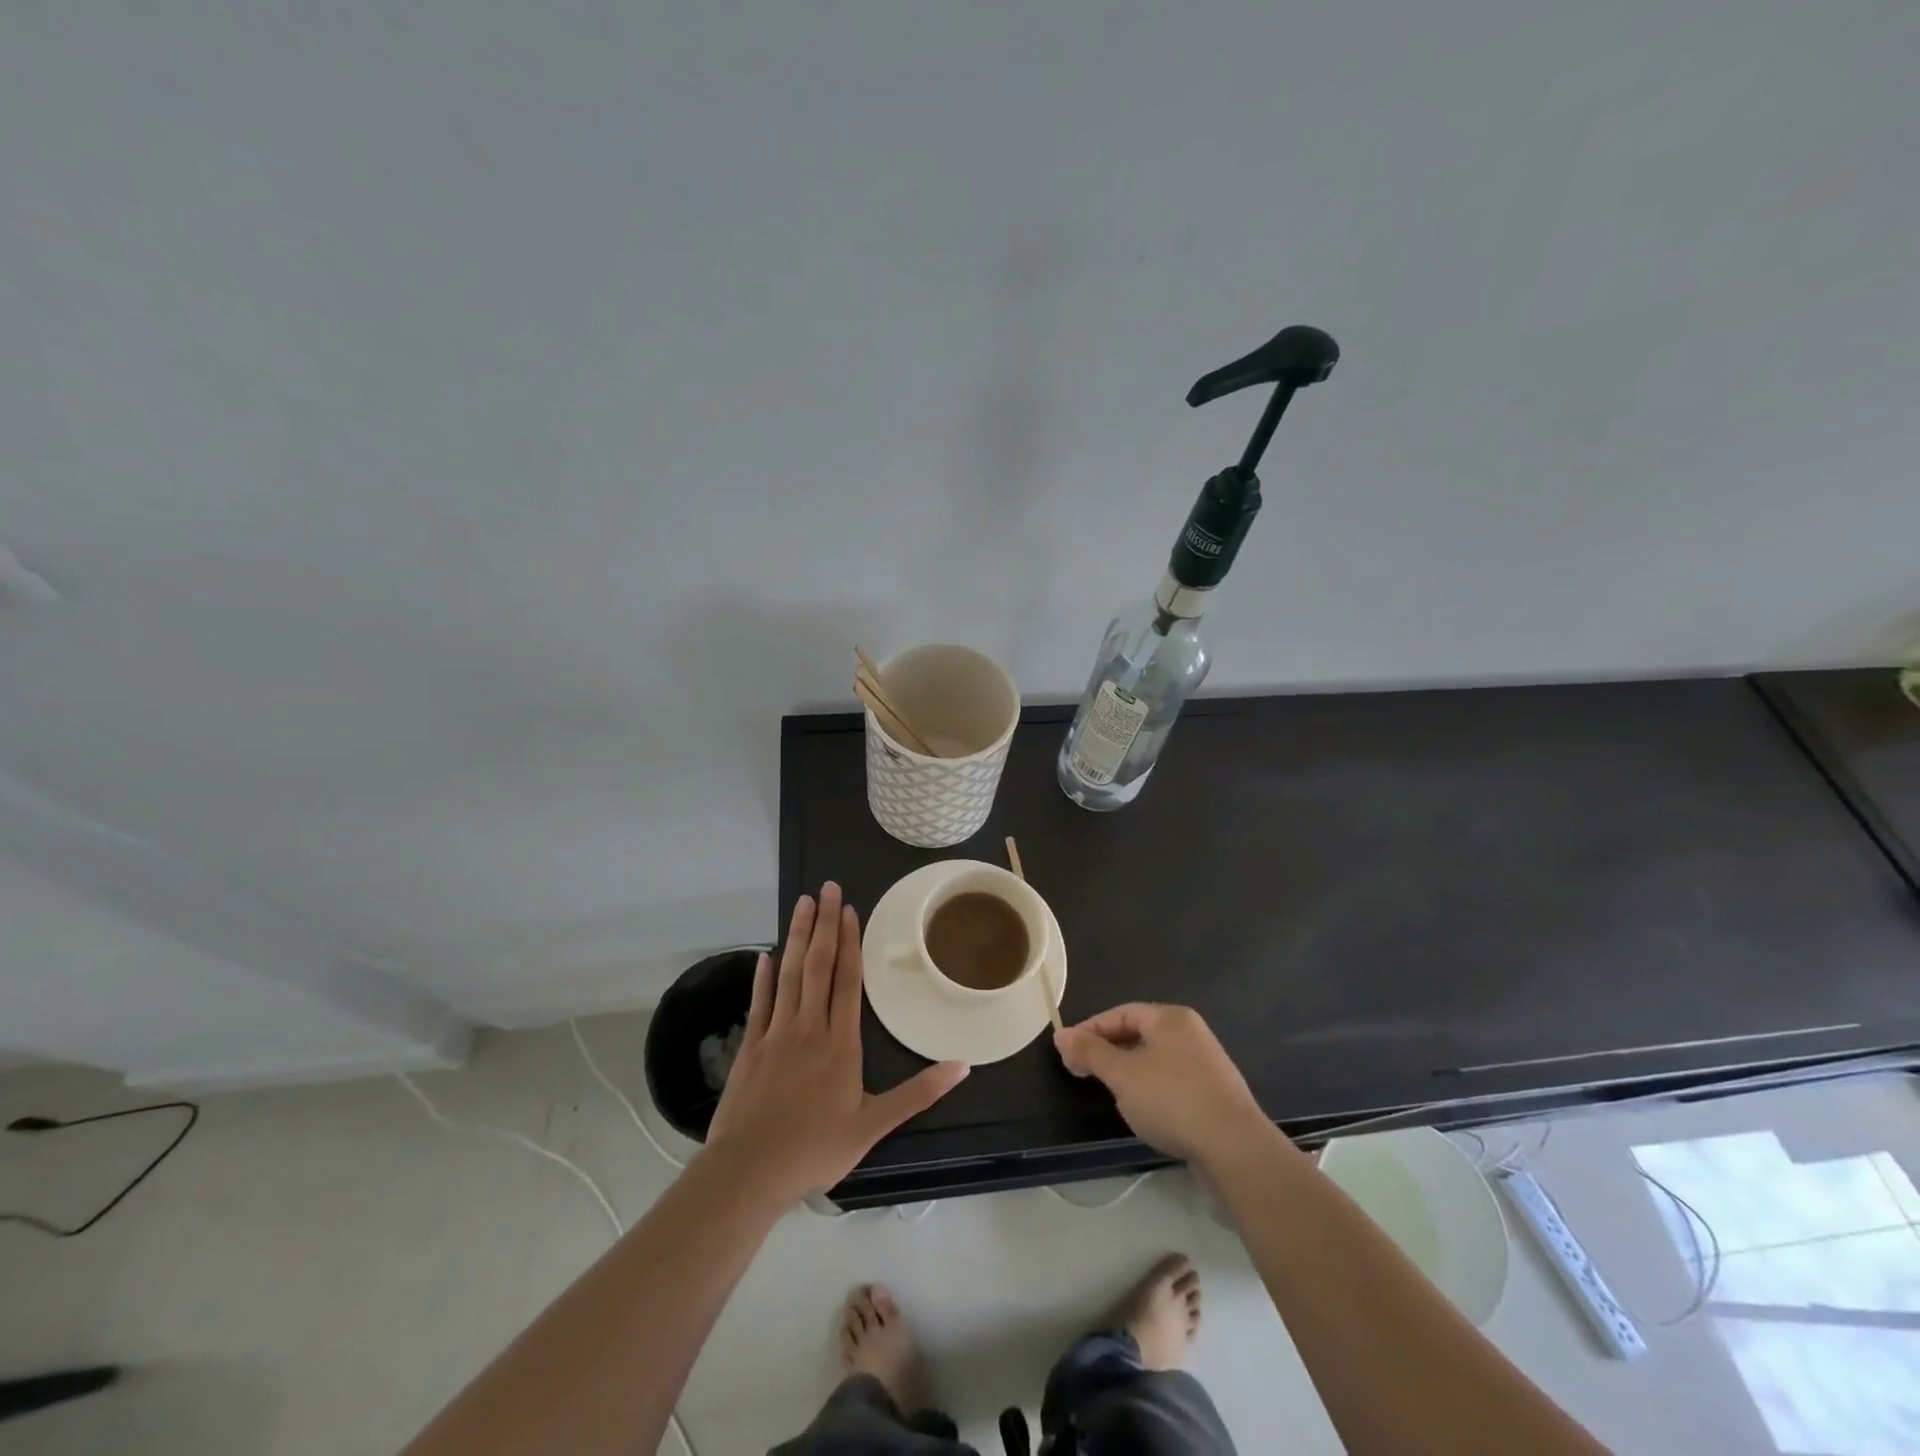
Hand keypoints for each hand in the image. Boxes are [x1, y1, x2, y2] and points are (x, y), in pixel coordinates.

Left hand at [707, 882, 968, 1202]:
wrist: (750, 1172)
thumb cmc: (815, 1149)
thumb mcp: (874, 1125)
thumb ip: (918, 1093)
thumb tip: (963, 1066)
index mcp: (840, 1043)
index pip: (847, 981)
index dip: (849, 943)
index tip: (849, 910)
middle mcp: (809, 1028)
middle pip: (817, 966)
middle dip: (823, 924)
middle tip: (826, 888)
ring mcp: (776, 1034)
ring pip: (789, 975)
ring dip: (795, 937)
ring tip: (801, 904)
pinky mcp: (750, 1048)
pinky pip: (760, 1003)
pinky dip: (762, 977)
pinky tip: (764, 955)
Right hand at [1054, 1003, 1267, 1165]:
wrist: (1235, 1148)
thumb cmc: (1172, 1100)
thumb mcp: (1122, 1074)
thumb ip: (1090, 1052)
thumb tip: (1061, 1034)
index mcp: (1170, 1018)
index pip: (1121, 1013)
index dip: (1091, 1029)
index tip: (1067, 1051)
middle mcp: (1190, 1033)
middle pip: (1138, 1033)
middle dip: (1107, 1050)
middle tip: (1081, 1072)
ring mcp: (1205, 1063)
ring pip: (1154, 1058)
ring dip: (1127, 1071)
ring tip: (1109, 1092)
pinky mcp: (1213, 1093)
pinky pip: (1171, 1080)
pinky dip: (1150, 1088)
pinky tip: (1143, 1110)